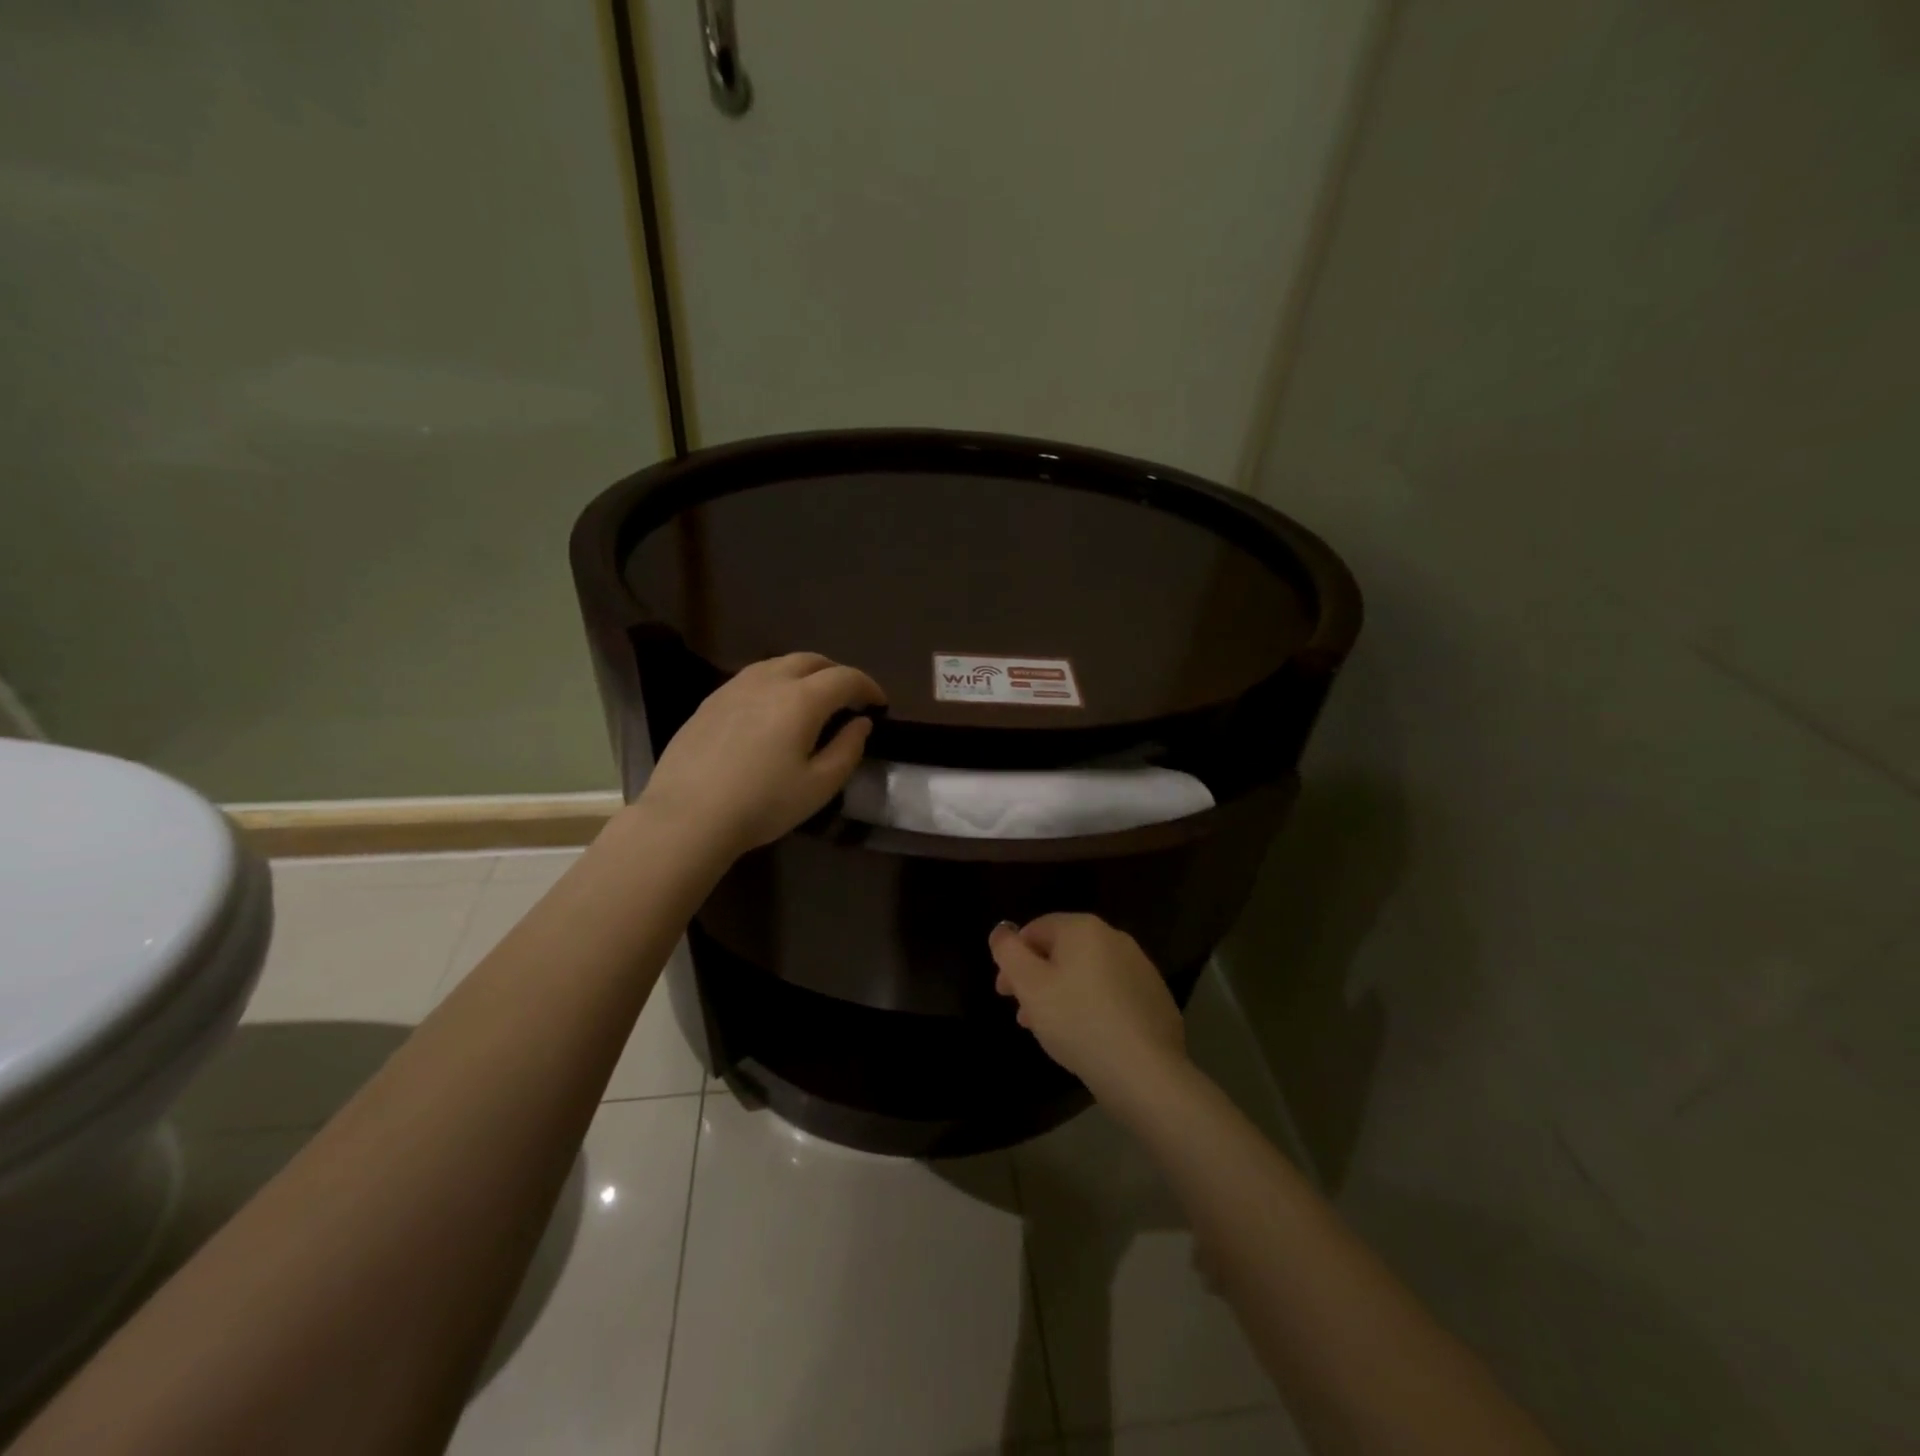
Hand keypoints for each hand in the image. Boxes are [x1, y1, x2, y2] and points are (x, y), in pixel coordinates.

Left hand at [640, 652, 885, 858]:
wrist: (687, 816)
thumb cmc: (762, 804)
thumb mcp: (819, 786)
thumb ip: (847, 750)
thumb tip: (861, 724)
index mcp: (802, 699)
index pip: (845, 678)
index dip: (868, 687)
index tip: (880, 704)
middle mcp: (769, 681)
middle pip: (812, 660)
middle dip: (838, 674)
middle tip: (850, 698)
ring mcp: (735, 687)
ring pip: (780, 663)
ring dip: (806, 674)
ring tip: (813, 699)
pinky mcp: (712, 700)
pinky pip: (754, 676)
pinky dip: (777, 682)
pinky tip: (773, 709)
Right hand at [988, 913, 1188, 1103]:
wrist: (1145, 1071)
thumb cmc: (1077, 1021)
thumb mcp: (1029, 986)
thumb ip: (1008, 952)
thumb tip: (1001, 931)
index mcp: (1084, 928)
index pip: (1035, 929)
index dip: (1013, 958)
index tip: (1004, 993)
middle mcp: (1115, 938)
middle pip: (1062, 952)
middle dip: (1037, 980)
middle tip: (1023, 1016)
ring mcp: (1140, 968)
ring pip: (1086, 975)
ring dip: (1061, 995)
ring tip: (1049, 1032)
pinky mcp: (1154, 998)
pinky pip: (1111, 994)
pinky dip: (1091, 1007)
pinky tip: (1085, 1037)